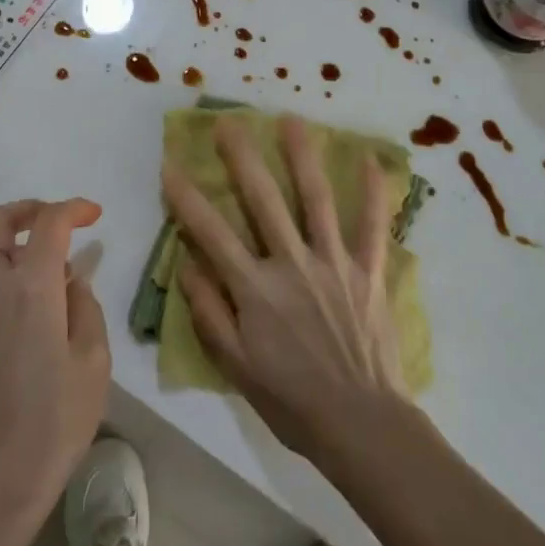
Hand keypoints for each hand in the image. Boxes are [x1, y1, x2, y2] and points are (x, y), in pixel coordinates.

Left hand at [0, 198, 109, 521]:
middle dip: (29, 209)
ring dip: (15, 241)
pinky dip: (5, 270)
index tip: (94, 215)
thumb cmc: (55, 421)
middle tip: (59, 222)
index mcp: (30, 288)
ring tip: (51, 268)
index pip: (49, 223)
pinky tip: (32, 304)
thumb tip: (71, 280)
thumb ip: (84, 305)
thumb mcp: (93, 359)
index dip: (73, 209)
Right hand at [164, 115, 407, 463]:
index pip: (212, 233)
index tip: (169, 165)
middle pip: (262, 201)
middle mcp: (291, 264)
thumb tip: (186, 265)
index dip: (187, 199)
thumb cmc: (292, 400)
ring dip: (302, 157)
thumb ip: (209, 313)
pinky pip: (372, 226)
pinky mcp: (367, 271)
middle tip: (229, 123)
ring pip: (315, 199)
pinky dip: (374, 193)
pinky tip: (372, 160)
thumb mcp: (236, 367)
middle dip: (242, 158)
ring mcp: (333, 262)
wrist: (361, 425)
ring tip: (291, 121)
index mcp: (255, 288)